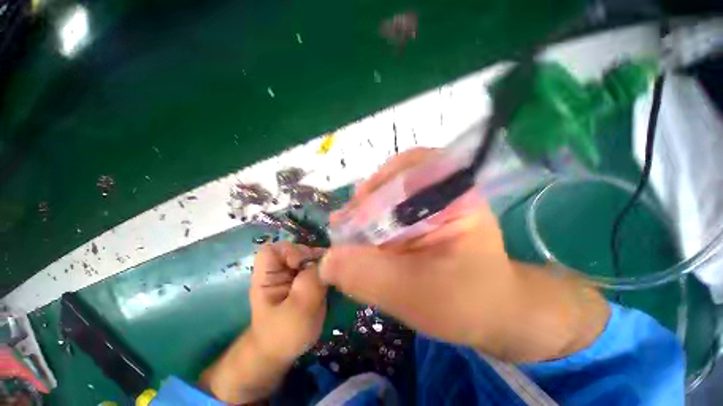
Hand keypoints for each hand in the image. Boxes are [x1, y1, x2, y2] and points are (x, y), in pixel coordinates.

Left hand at [201, 242, 326, 403]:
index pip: (272, 249)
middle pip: (295, 249)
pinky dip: (324, 267)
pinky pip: (316, 265)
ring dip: (320, 261)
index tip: (302, 264)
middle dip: (310, 255)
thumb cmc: (284, 335)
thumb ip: (310, 283)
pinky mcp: (304, 279)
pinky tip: (330, 276)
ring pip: (308, 256)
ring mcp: (293, 274)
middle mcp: (279, 270)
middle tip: (322, 269)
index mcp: (267, 276)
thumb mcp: (297, 311)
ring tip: (329, 272)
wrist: (284, 351)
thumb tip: (324, 261)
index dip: (289, 250)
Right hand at [321, 148, 608, 361]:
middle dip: (366, 199)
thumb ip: (368, 276)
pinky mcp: (424, 214)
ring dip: (366, 209)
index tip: (352, 218)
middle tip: (345, 224)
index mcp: (456, 196)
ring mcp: (435, 200)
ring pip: (390, 190)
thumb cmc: (464, 303)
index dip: (377, 188)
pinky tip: (363, 235)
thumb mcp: (414, 294)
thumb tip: (325, 261)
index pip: (411, 168)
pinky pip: (391, 206)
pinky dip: (373, 218)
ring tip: (350, 229)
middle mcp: (446, 189)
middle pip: (396, 176)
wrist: (491, 312)